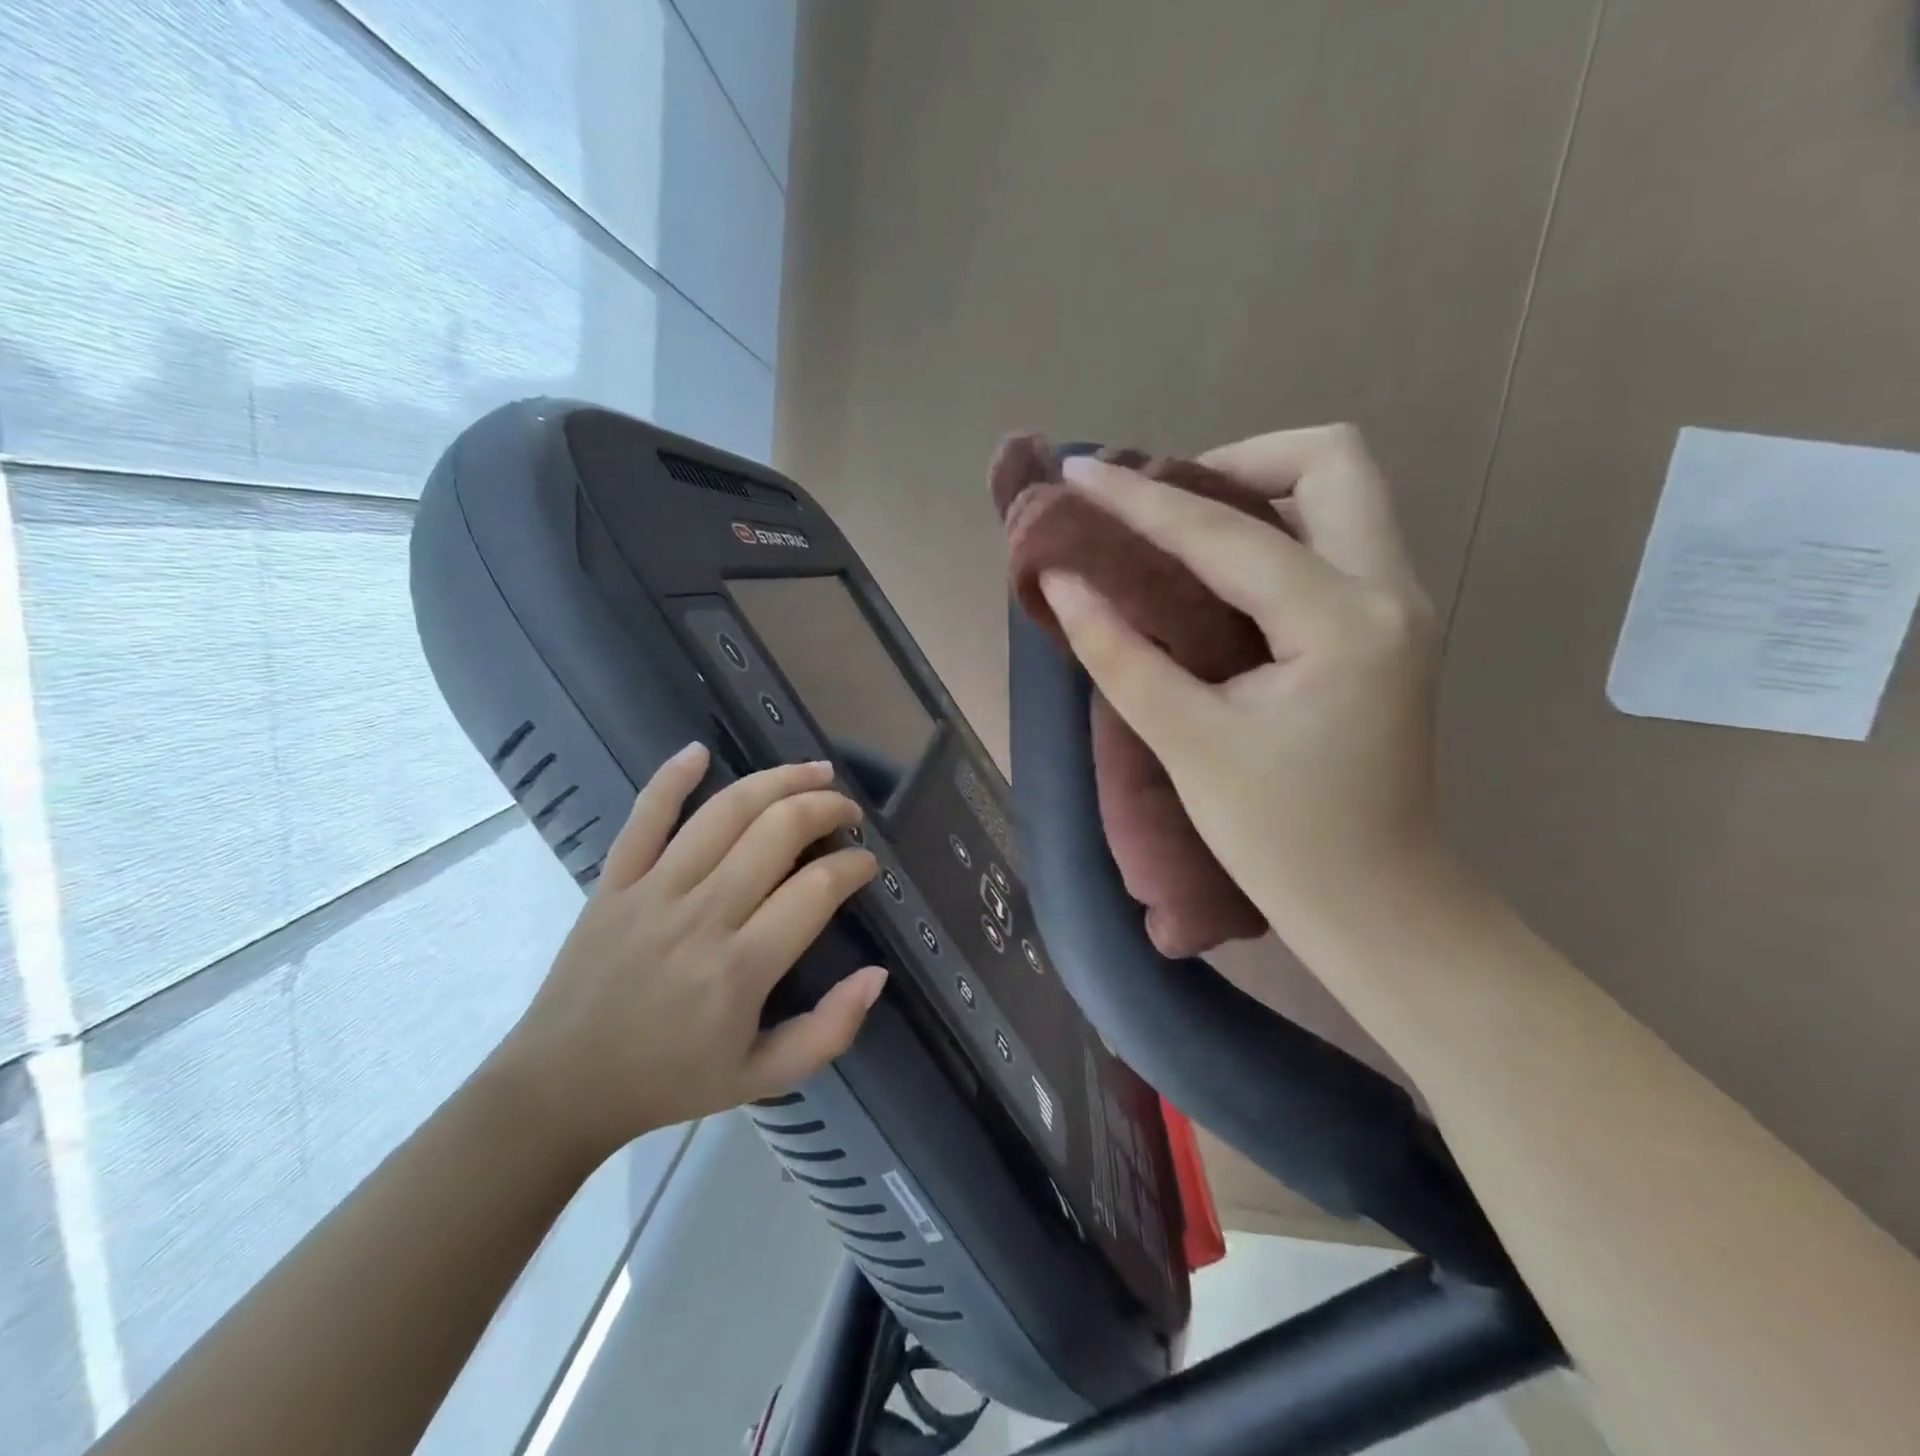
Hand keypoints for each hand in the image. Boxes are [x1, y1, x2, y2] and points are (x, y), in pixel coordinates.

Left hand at [493, 747, 885, 1164]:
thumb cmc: (669, 1082)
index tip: (867, 864)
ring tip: (814, 771)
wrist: (560, 1089)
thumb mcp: (763, 1078)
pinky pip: (644, 816)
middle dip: (826, 808)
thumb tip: (878, 973)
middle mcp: (702, 915)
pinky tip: (699, 751)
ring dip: (777, 781)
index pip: (817, 889)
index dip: (854, 865)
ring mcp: (653, 891)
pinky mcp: (614, 881)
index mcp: (741, 968)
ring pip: (725, 812)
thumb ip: (829, 1030)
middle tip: (848, 812)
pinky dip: (671, 778)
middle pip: (777, 832)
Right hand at [1038, 425, 1452, 947]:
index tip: (1079, 473)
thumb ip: (1119, 654)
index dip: (1141, 500)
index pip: (1226, 535)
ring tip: (1178, 534)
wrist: (1379, 907)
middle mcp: (1390, 592)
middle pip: (1331, 461)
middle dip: (1235, 462)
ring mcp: (1400, 608)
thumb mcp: (1190, 745)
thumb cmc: (1284, 841)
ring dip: (1257, 493)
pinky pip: (1335, 542)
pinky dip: (1273, 534)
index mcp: (1343, 622)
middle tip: (1162, 508)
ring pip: (1340, 496)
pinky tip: (1216, 576)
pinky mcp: (1388, 631)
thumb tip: (1063, 581)